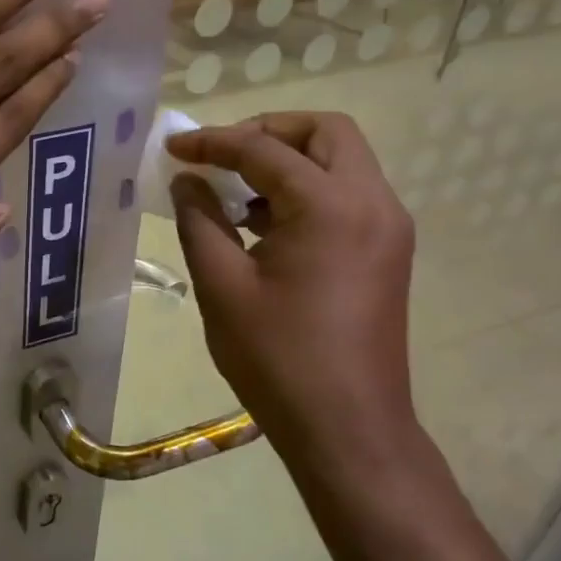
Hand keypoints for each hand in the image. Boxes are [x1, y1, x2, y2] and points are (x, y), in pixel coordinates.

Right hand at [167, 112, 419, 472]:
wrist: (347, 427)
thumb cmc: (278, 358)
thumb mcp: (222, 286)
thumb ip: (199, 221)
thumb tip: (186, 182)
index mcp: (329, 206)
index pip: (263, 149)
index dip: (212, 142)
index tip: (173, 147)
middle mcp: (372, 202)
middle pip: (325, 132)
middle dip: (267, 132)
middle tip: (221, 155)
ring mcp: (388, 227)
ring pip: (342, 160)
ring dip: (289, 161)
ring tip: (236, 193)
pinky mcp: (387, 252)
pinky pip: (348, 195)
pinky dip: (307, 190)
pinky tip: (264, 225)